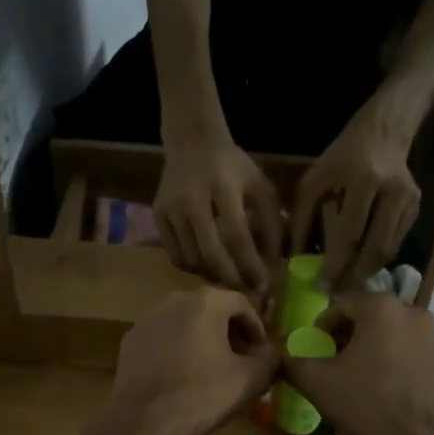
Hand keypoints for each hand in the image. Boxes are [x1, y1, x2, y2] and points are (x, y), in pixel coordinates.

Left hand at [110, 287, 280, 434]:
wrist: (144, 421)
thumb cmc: (203, 394)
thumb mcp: (251, 379)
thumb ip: (271, 359)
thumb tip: (273, 354)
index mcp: (206, 302)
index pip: (242, 305)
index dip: (257, 329)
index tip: (262, 354)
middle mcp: (174, 300)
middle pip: (212, 311)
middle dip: (230, 334)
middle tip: (241, 361)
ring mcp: (148, 319)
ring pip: (185, 324)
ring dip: (203, 341)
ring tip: (212, 370)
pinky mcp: (130, 341)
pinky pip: (163, 339)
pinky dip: (177, 350)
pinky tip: (182, 377)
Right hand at [154, 135, 283, 298]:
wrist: (192, 142)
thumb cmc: (233, 167)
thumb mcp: (260, 186)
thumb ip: (271, 223)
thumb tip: (275, 266)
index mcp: (223, 187)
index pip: (237, 236)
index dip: (251, 265)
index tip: (265, 285)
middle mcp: (192, 199)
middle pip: (210, 253)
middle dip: (231, 279)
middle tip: (246, 292)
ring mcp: (170, 208)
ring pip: (191, 259)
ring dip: (213, 275)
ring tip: (229, 278)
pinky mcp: (157, 216)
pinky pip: (175, 255)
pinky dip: (193, 267)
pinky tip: (208, 263)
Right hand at [280, 293, 433, 434]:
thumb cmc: (363, 403)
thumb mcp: (315, 380)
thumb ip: (292, 359)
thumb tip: (280, 352)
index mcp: (381, 306)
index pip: (341, 306)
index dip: (323, 328)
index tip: (315, 351)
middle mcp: (413, 311)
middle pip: (370, 317)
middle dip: (350, 336)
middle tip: (335, 363)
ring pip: (393, 333)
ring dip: (375, 347)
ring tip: (362, 376)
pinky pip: (412, 351)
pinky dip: (397, 360)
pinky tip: (387, 387)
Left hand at [288, 107, 421, 292]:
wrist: (385, 131)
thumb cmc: (342, 156)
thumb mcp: (314, 179)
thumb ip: (301, 217)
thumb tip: (294, 258)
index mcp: (363, 179)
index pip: (350, 233)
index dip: (336, 264)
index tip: (321, 285)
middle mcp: (391, 191)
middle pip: (375, 248)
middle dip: (354, 277)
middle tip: (336, 295)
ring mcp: (409, 200)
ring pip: (388, 250)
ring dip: (366, 272)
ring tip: (347, 287)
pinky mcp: (417, 207)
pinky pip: (396, 242)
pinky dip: (378, 258)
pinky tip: (362, 266)